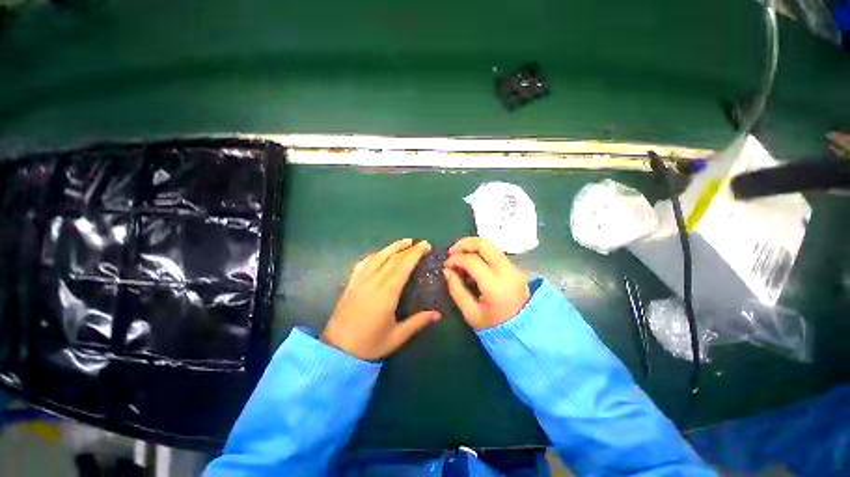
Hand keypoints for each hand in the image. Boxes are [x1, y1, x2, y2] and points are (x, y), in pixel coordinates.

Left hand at [321, 239, 441, 360]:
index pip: (403, 266)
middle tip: (420, 243)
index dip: (415, 253)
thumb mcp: (397, 336)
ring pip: (377, 256)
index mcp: (387, 292)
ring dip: (392, 247)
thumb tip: (438, 314)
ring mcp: (360, 281)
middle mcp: (373, 281)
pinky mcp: (351, 284)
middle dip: (407, 248)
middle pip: (392, 258)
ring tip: (404, 242)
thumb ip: (418, 322)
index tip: (426, 245)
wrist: (337, 352)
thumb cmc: (370, 344)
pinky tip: (379, 254)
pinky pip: (363, 263)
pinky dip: (374, 255)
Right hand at [443, 237, 529, 329]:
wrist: (527, 333)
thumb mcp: (471, 313)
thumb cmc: (495, 327)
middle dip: (464, 243)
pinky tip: (472, 264)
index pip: (471, 260)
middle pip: (484, 244)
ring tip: (460, 256)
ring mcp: (513, 267)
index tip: (446, 266)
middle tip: (451, 252)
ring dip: (473, 246)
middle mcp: (506, 270)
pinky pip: (495, 253)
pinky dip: (481, 253)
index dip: (455, 259)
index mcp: (494, 283)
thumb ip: (456, 289)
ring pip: (491, 245)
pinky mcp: (514, 268)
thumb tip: (447, 271)